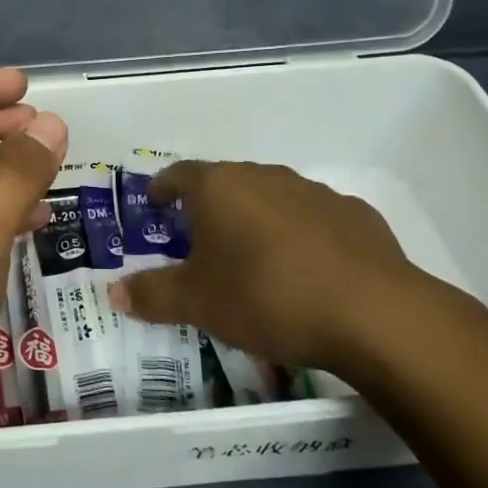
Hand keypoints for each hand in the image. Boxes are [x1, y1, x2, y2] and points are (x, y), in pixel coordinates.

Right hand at [109, 161, 455, 375]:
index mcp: (219, 187)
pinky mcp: (354, 214)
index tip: (155, 204)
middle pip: (225, 183)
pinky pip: (313, 218)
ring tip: (252, 256)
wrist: (372, 313)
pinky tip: (306, 269)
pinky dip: (299, 235)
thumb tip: (114, 292)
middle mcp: (264, 176)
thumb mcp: (197, 303)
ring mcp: (313, 192)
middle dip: (209, 206)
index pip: (179, 174)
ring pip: (271, 198)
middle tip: (199, 239)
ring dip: (256, 218)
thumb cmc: (266, 296)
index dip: (163, 188)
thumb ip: (152, 294)